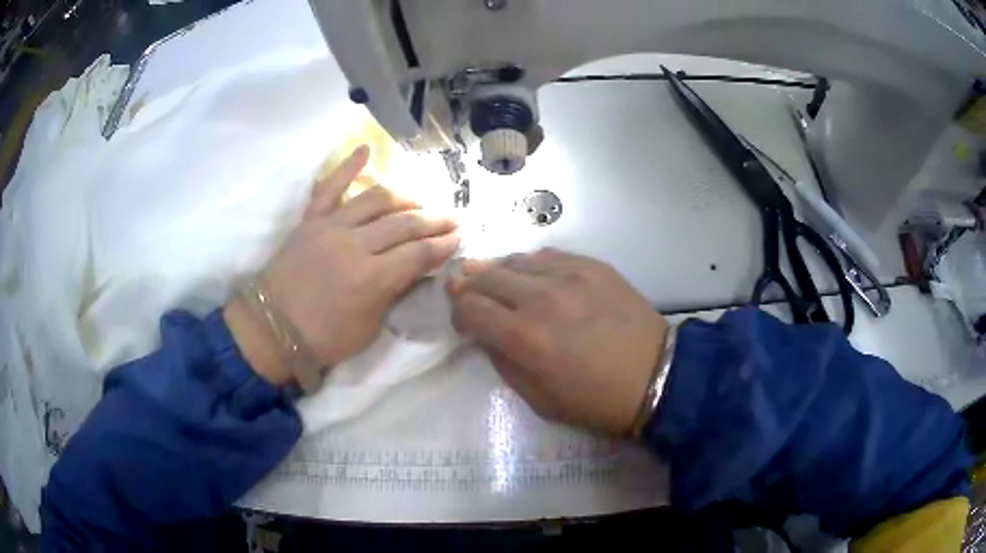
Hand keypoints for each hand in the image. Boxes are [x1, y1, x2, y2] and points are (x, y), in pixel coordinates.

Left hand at [226, 146, 459, 383]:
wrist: (272, 328)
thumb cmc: (323, 338)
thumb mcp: (369, 328)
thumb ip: (395, 294)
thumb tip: (419, 270)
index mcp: (372, 279)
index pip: (419, 253)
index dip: (444, 245)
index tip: (459, 238)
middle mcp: (355, 245)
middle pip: (405, 223)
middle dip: (435, 220)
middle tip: (453, 218)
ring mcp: (331, 227)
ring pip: (377, 199)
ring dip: (406, 196)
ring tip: (421, 200)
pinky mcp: (311, 219)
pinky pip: (330, 186)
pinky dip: (348, 166)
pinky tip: (365, 149)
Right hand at [449, 248, 667, 435]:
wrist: (656, 376)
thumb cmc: (596, 400)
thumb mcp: (539, 400)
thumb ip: (504, 363)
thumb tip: (487, 335)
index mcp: (524, 337)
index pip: (469, 308)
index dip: (458, 313)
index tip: (464, 322)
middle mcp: (540, 298)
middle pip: (485, 276)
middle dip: (469, 285)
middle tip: (468, 293)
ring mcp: (569, 276)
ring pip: (515, 260)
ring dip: (499, 273)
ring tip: (501, 285)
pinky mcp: (593, 266)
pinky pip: (549, 255)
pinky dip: (533, 265)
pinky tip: (537, 277)